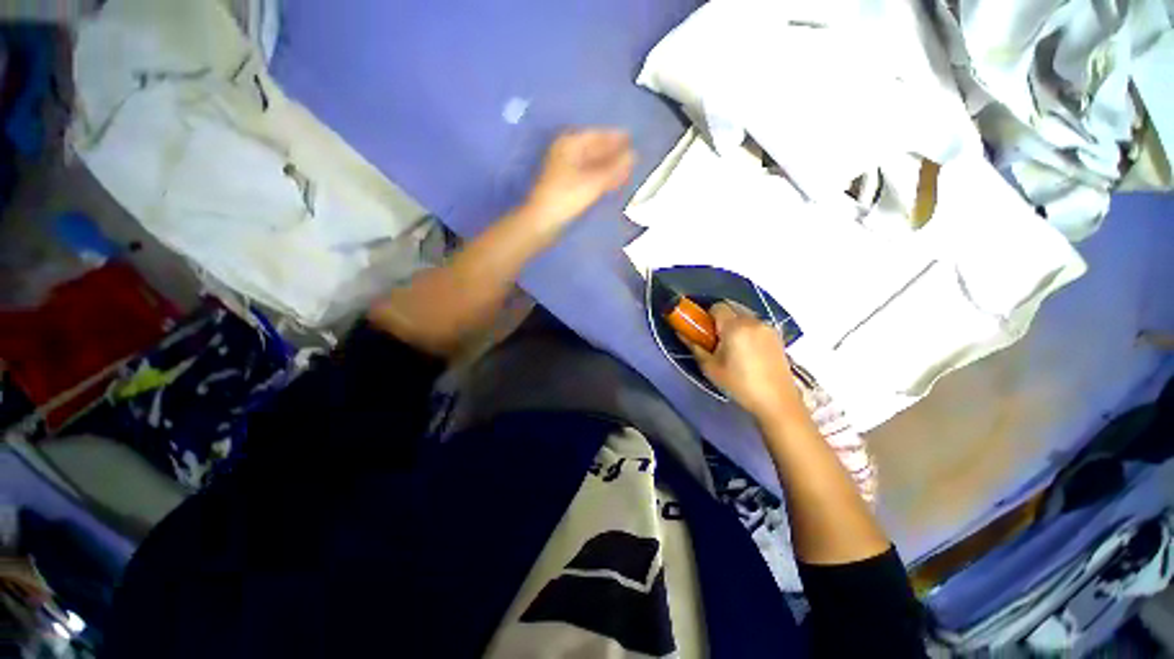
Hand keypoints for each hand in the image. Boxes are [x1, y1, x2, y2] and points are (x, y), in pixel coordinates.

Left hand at [525, 129, 634, 224]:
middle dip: (613, 154)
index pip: (596, 135)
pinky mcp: (566, 187)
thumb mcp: (594, 181)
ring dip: (609, 168)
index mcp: (569, 144)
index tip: (632, 139)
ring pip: (592, 165)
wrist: (543, 222)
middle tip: (633, 157)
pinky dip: (601, 179)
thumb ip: (615, 168)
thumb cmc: (567, 197)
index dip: (615, 137)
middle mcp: (566, 153)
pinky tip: (612, 184)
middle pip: (594, 149)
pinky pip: (588, 177)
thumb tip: (634, 155)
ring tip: (627, 172)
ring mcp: (565, 171)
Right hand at [684, 302, 801, 417]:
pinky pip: (756, 323)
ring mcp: (767, 327)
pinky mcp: (777, 336)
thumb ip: (694, 346)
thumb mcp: (710, 367)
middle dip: (720, 317)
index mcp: (735, 327)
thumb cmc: (739, 384)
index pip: (717, 306)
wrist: (776, 401)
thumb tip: (681, 333)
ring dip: (734, 322)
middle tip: (715, 337)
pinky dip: (747, 329)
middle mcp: (753, 321)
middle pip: (732, 307)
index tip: (704, 330)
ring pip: (745, 314)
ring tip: (731, 345)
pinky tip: (746, 349)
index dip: (707, 315)